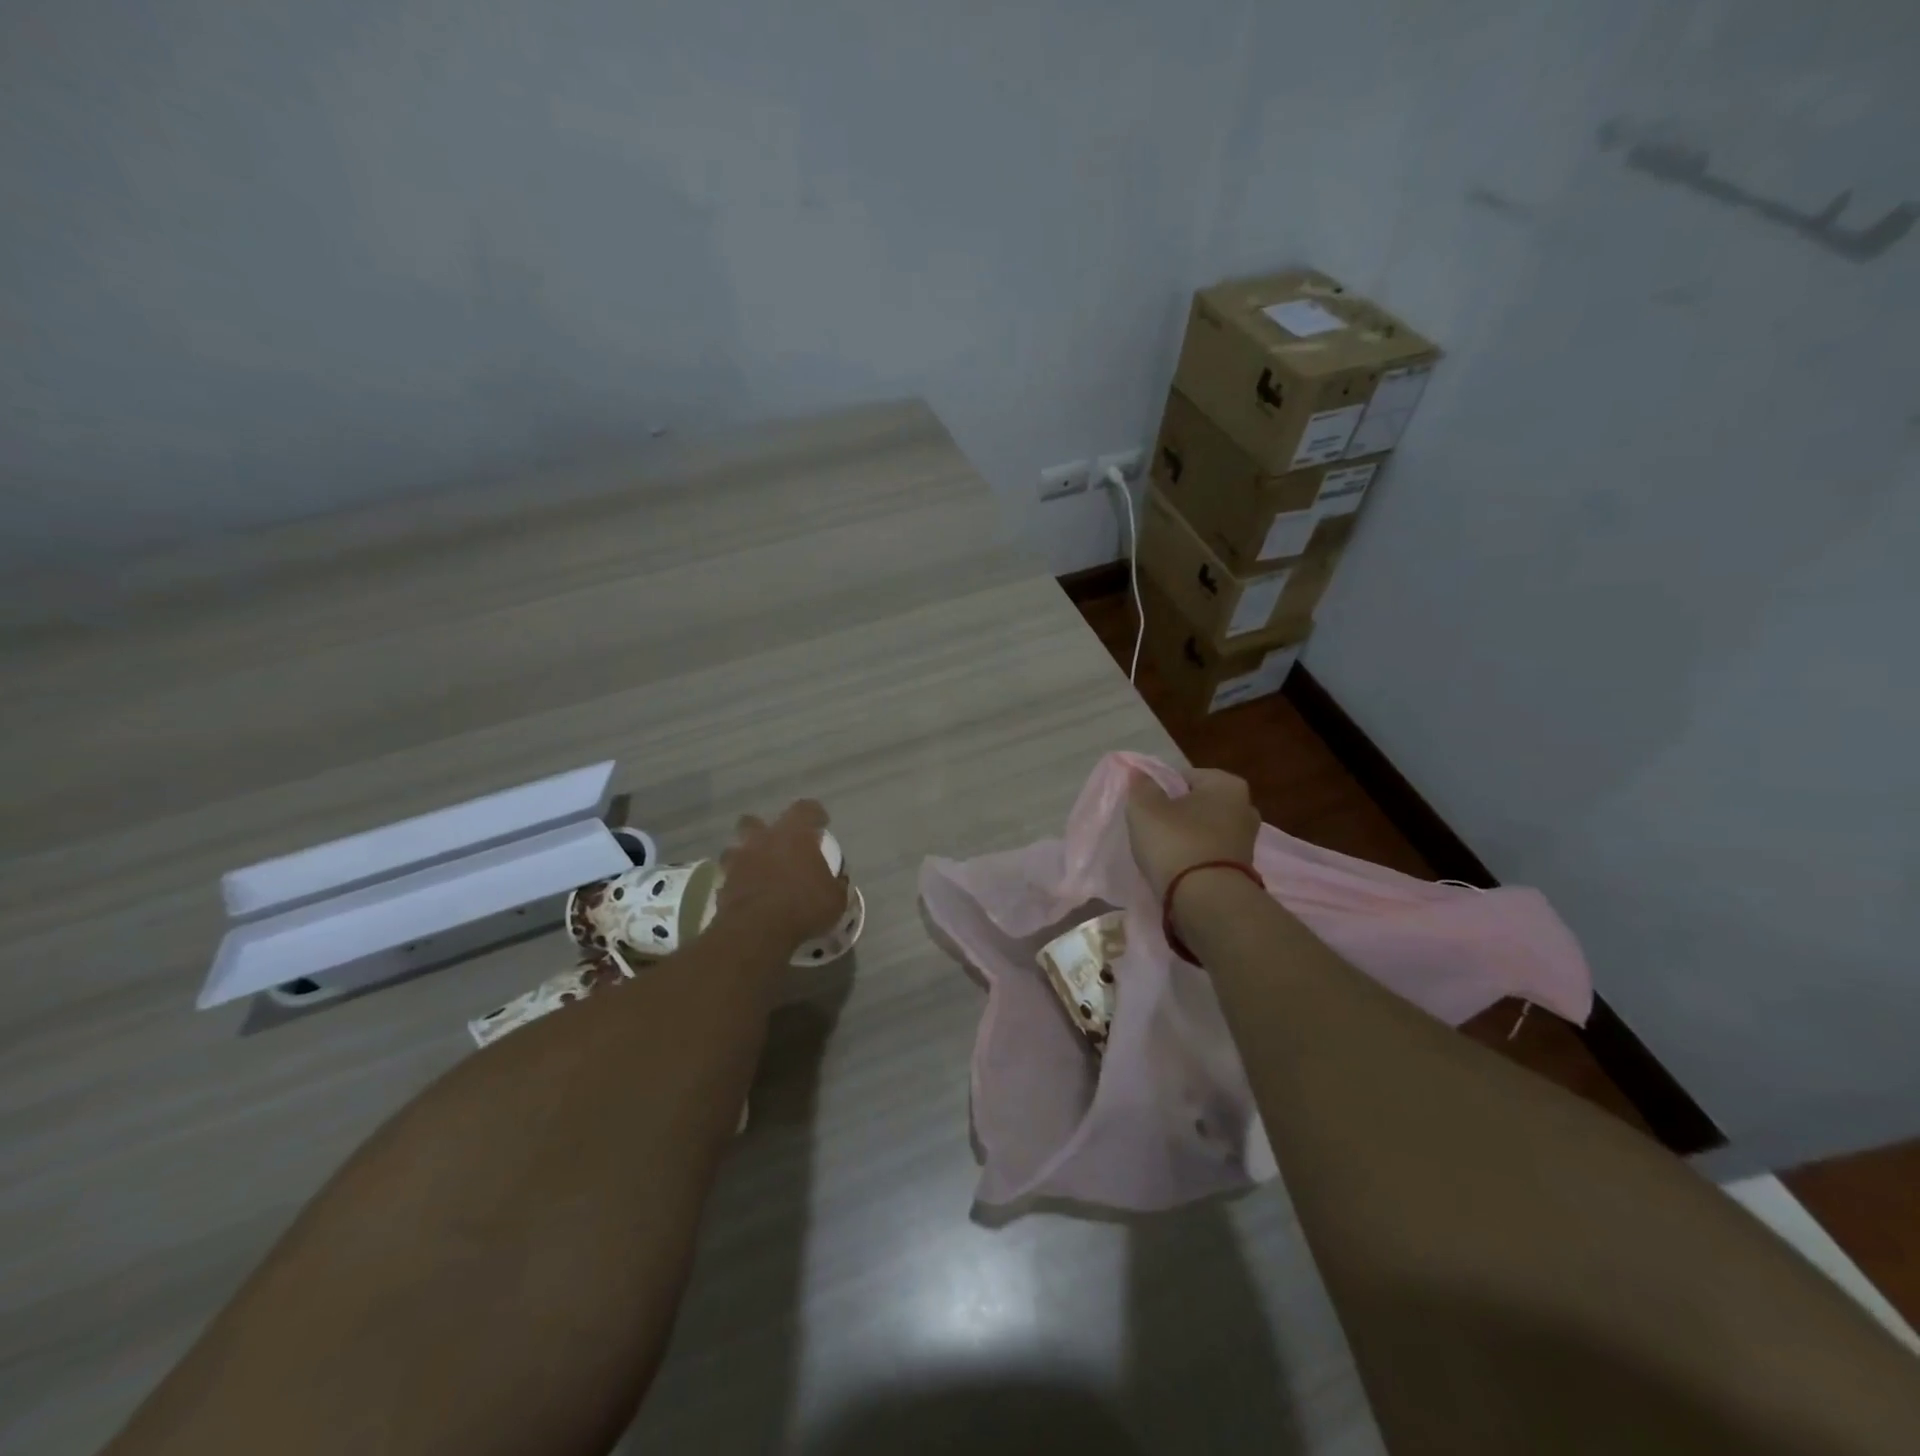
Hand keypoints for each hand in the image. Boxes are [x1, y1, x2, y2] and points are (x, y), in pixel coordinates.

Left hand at [714, 800, 848, 949]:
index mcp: (794, 834)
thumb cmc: (804, 906)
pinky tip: (748, 895)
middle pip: (756, 821)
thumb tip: (837, 880)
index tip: (821, 824)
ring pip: (736, 847)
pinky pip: (729, 876)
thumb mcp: (835, 899)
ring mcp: (739, 860)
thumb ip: (836, 884)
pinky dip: (738, 882)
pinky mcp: (723, 883)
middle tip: (778, 846)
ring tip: (757, 870)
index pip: (806, 809)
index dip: (814, 814)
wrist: (757, 931)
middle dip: (764, 830)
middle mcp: (763, 839)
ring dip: (745, 855)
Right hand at [1124, 768, 1259, 901]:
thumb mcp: (1145, 808)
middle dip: (1178, 813)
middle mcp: (1245, 807)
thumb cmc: (1176, 843)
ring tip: (1162, 852)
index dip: (1161, 790)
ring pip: (1205, 830)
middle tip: (1152, 829)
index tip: (1146, 809)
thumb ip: (1141, 786)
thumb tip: (1140, 773)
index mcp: (1227, 784)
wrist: (1206, 901)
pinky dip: (1195, 858)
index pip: (1185, 777)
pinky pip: (1210, 854)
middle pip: (1198, 804)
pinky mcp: (1243, 869)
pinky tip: (1177, 869)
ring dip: (1186, 838)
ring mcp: (1247, 841)